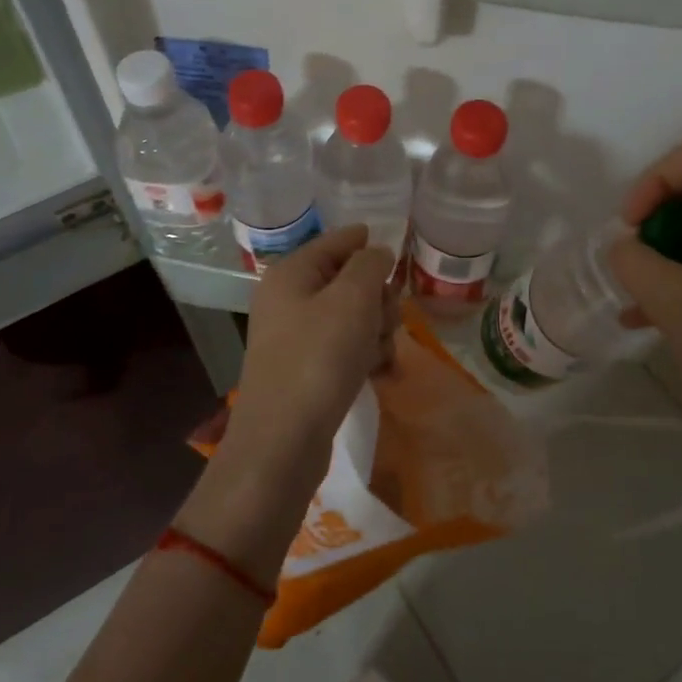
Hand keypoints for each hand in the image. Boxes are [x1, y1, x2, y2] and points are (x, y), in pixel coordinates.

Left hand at [224, 225, 397, 490]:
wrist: (283, 440)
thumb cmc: (319, 358)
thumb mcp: (352, 299)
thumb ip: (370, 265)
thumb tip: (376, 252)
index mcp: (291, 273)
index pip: (336, 241)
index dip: (367, 243)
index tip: (397, 255)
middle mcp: (288, 300)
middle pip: (349, 281)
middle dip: (378, 299)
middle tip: (386, 320)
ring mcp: (296, 337)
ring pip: (353, 317)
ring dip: (377, 332)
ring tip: (382, 356)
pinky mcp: (306, 370)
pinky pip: (345, 349)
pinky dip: (366, 357)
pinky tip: (382, 375)